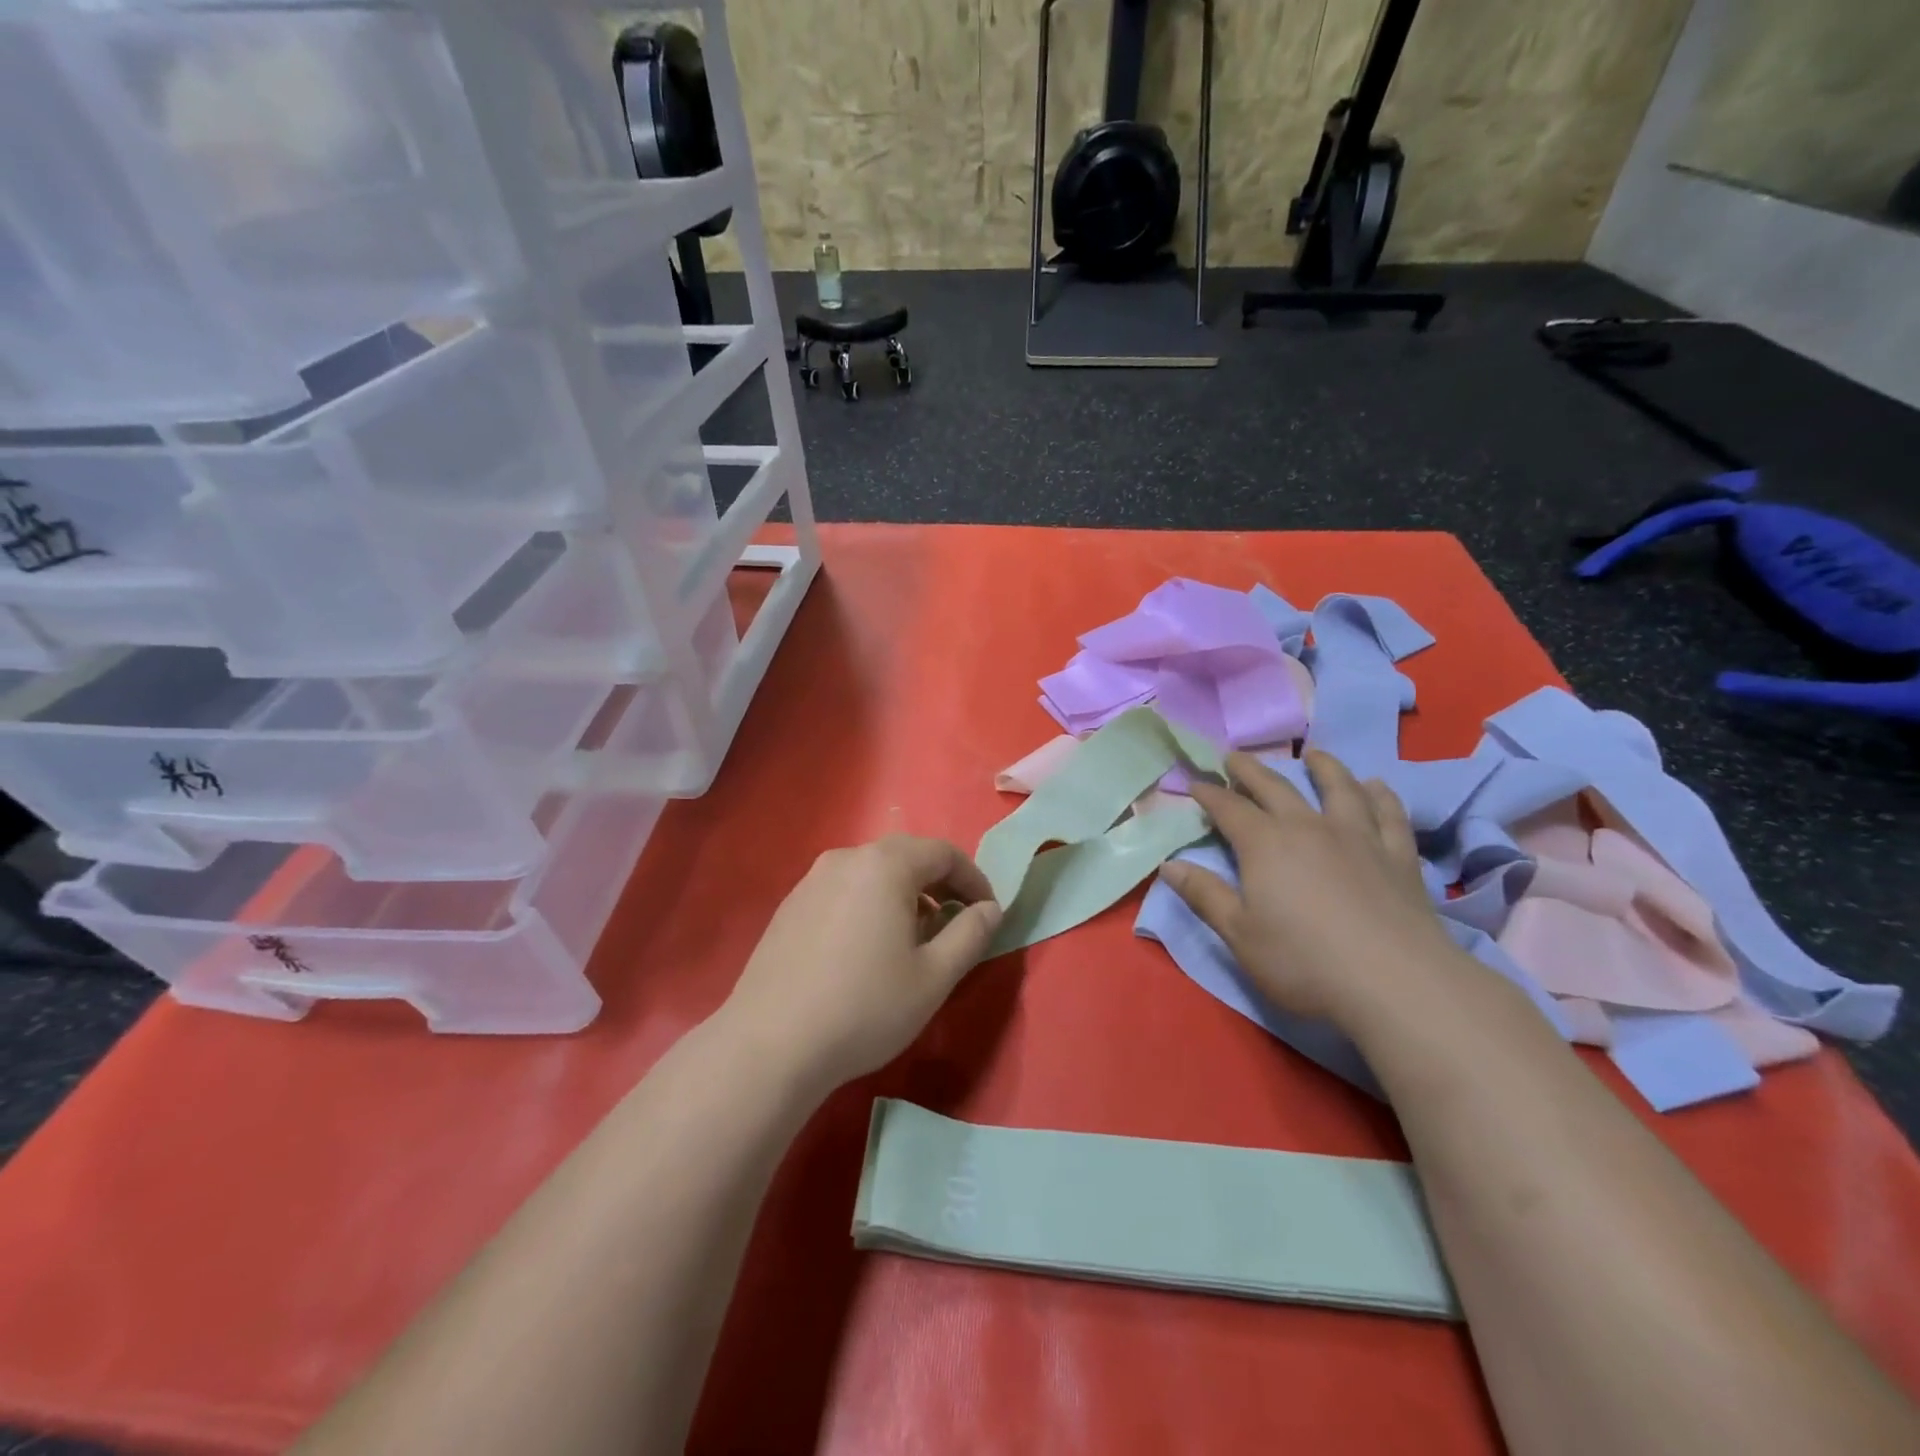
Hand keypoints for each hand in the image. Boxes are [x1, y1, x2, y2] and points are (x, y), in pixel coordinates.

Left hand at [720, 835, 1002, 1095]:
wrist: (771, 1044)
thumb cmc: (865, 1006)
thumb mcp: (934, 976)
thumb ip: (971, 934)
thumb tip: (990, 909)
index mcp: (885, 865)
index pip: (944, 853)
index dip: (974, 880)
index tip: (988, 914)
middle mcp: (846, 859)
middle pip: (906, 856)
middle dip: (939, 885)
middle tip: (955, 924)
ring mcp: (811, 881)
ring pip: (872, 874)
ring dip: (904, 895)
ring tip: (913, 940)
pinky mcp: (789, 906)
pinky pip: (844, 891)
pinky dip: (869, 906)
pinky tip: (867, 950)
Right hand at [1160, 749, 1467, 1027]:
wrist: (1396, 982)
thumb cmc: (1304, 962)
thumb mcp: (1240, 934)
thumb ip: (1205, 895)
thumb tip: (1168, 865)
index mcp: (1264, 845)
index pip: (1229, 809)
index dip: (1209, 794)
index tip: (1195, 783)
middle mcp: (1308, 828)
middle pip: (1275, 788)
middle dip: (1251, 770)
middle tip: (1236, 756)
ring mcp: (1357, 837)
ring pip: (1338, 789)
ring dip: (1323, 767)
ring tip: (1314, 754)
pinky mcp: (1398, 856)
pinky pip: (1388, 814)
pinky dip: (1381, 796)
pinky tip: (1377, 786)